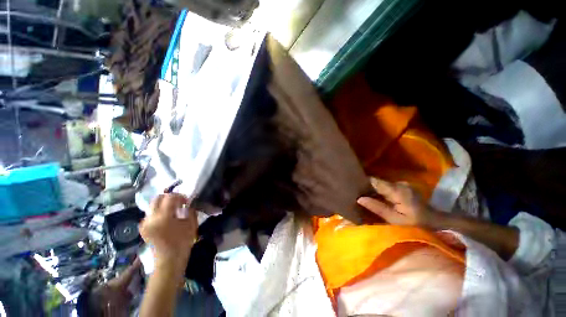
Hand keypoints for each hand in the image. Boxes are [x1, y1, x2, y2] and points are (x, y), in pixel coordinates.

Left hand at [139, 193, 196, 267]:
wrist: (169, 260)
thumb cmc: (183, 242)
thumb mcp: (191, 224)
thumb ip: (189, 210)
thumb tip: (187, 203)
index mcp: (163, 217)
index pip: (170, 197)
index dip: (180, 196)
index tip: (186, 202)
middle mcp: (150, 218)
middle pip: (157, 198)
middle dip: (169, 197)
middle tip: (178, 203)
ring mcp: (144, 223)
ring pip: (153, 205)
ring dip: (164, 205)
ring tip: (173, 211)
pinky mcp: (143, 228)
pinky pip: (150, 213)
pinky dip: (159, 211)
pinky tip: (166, 218)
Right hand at [357, 178, 438, 227]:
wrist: (435, 222)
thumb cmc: (416, 224)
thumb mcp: (395, 220)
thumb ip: (378, 208)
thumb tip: (359, 198)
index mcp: (397, 190)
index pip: (375, 181)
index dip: (363, 183)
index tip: (354, 188)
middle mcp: (399, 183)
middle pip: (377, 182)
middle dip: (367, 188)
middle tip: (358, 195)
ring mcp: (402, 184)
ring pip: (381, 184)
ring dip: (374, 190)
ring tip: (366, 198)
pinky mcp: (403, 187)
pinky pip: (387, 187)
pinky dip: (381, 192)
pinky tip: (378, 199)